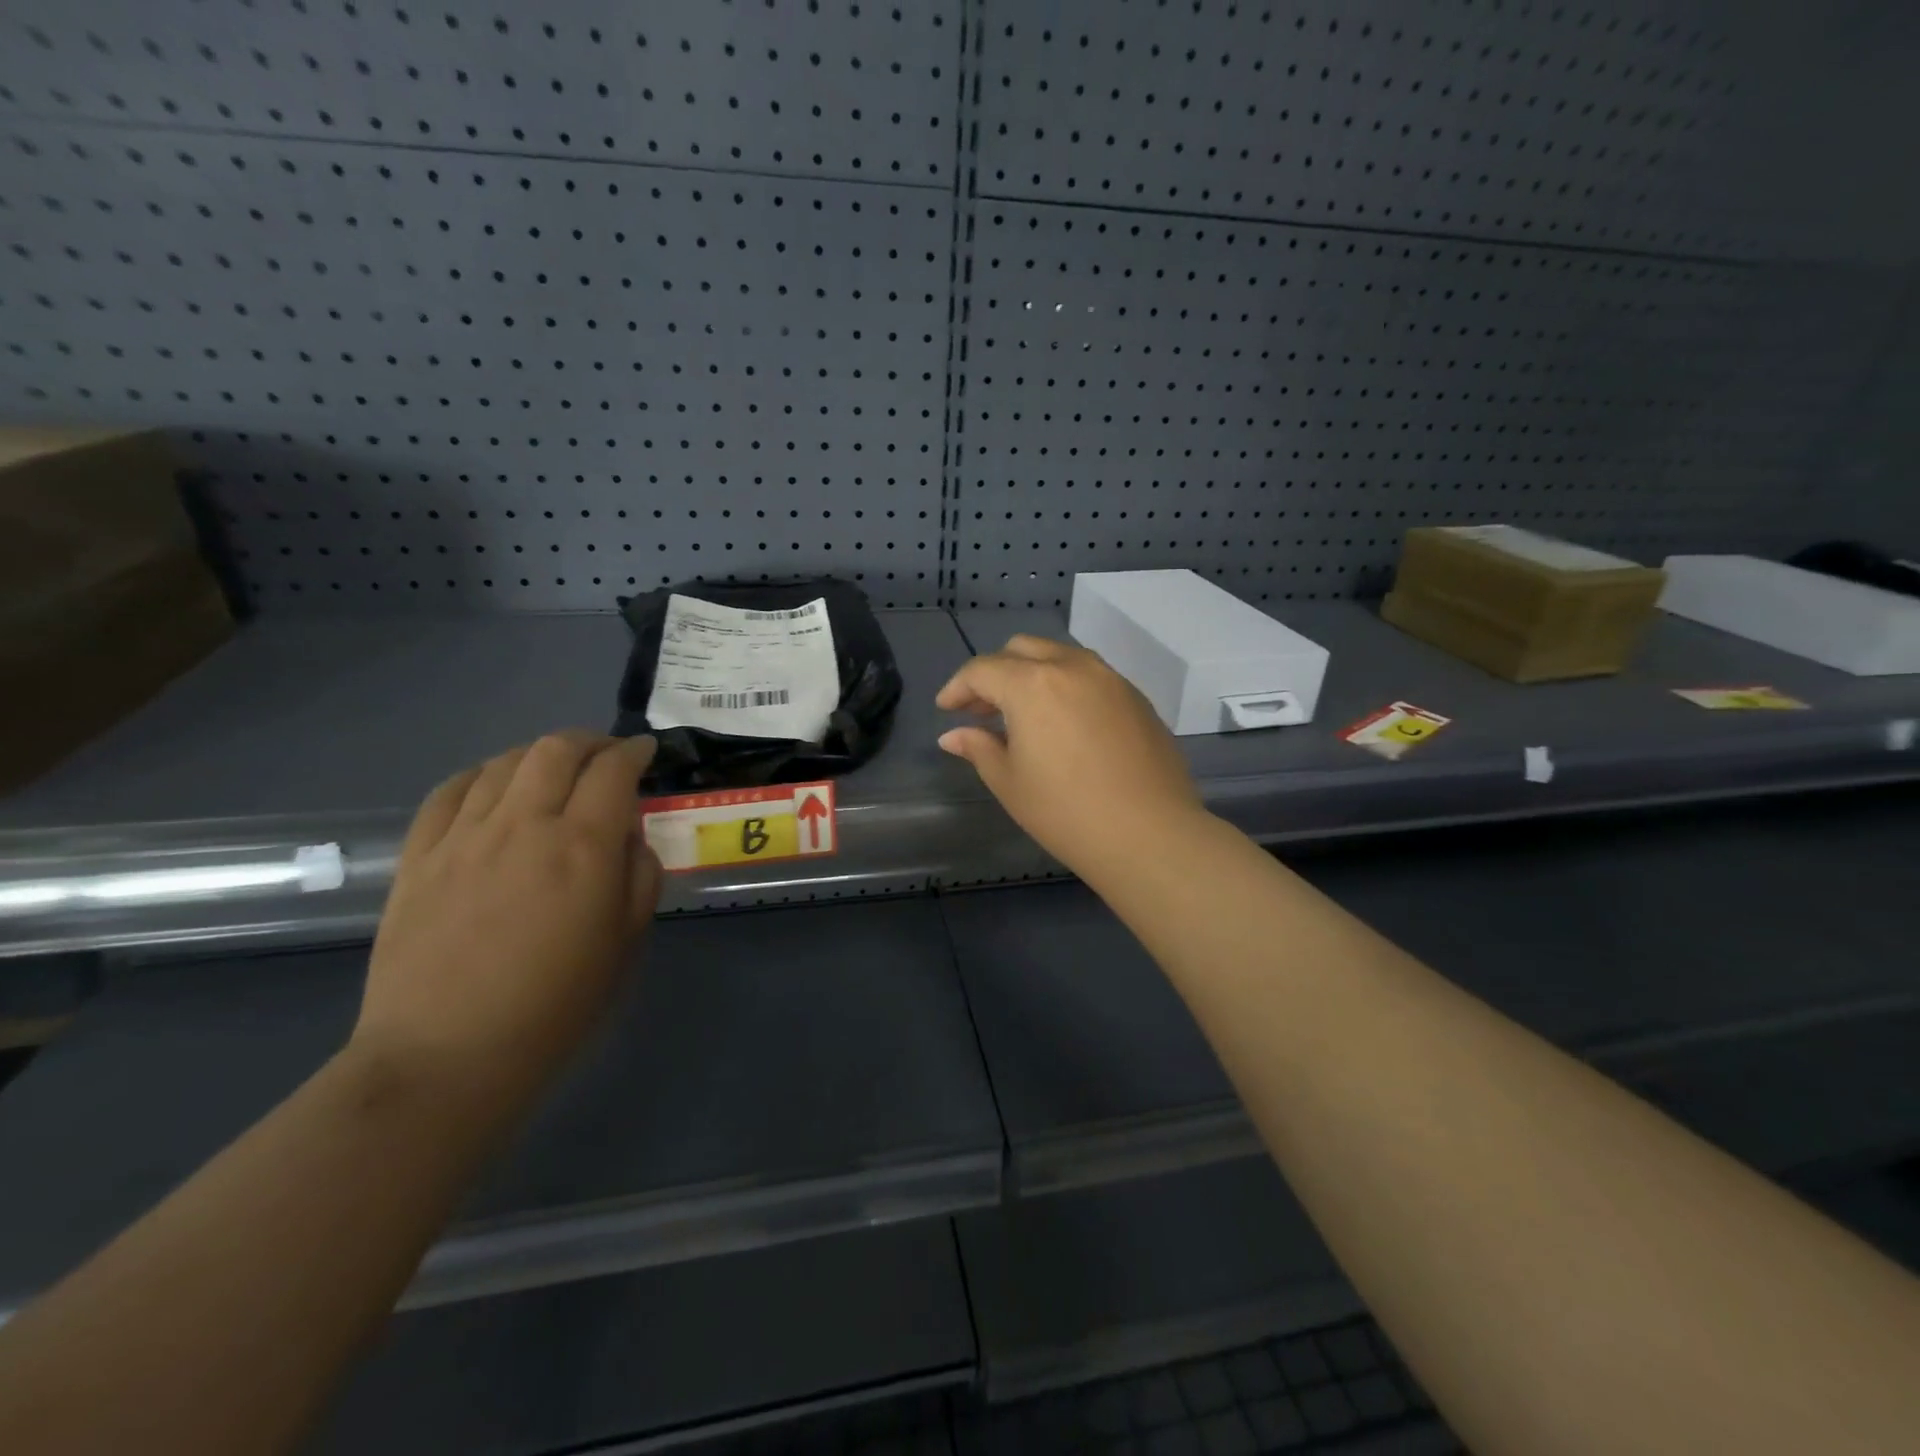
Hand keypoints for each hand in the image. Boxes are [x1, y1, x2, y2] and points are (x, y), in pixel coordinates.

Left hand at [351, 732, 661, 1108]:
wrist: (447, 1056)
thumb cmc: (556, 1005)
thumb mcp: (627, 943)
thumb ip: (639, 877)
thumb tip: (628, 838)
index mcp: (583, 847)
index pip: (614, 771)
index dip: (635, 752)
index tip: (647, 752)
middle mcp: (524, 826)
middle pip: (556, 749)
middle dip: (590, 741)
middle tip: (607, 754)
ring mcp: (463, 837)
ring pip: (504, 762)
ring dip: (539, 754)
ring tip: (555, 769)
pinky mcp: (418, 857)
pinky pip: (449, 791)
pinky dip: (482, 775)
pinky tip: (494, 786)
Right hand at [936, 635, 1204, 876]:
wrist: (1150, 834)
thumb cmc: (1066, 813)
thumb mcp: (1010, 783)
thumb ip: (979, 748)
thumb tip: (954, 735)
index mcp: (1032, 684)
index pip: (983, 670)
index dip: (958, 687)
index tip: (946, 709)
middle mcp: (1072, 667)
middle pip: (1021, 650)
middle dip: (995, 673)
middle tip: (982, 710)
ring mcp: (1110, 678)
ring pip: (1060, 656)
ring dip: (1032, 674)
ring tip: (1023, 714)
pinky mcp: (1136, 697)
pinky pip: (1090, 675)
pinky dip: (1066, 685)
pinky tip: (1064, 723)